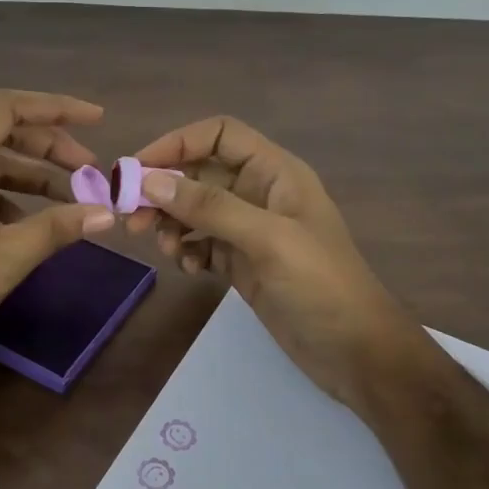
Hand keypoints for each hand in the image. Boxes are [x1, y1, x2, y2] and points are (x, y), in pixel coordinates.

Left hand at [0, 90, 117, 380]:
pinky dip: (6, 200)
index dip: (54, 108)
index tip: (96, 119)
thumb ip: (56, 228)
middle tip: (91, 172)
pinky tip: (30, 226)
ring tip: (72, 200)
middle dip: (49, 148)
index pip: (4, 108)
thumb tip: (106, 212)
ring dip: (30, 177)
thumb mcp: (3, 259)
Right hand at [127, 116, 425, 408]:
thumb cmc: (322, 286)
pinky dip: (187, 250)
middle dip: (164, 190)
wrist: (356, 353)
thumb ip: (210, 208)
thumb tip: (149, 181)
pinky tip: (189, 269)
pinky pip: (201, 243)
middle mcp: (260, 193)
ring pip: (195, 210)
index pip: (219, 135)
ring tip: (164, 249)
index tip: (137, 168)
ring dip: (171, 223)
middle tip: (132, 218)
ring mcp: (250, 230)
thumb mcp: (268, 239)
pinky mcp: (242, 262)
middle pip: (199, 173)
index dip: (177, 143)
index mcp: (275, 172)